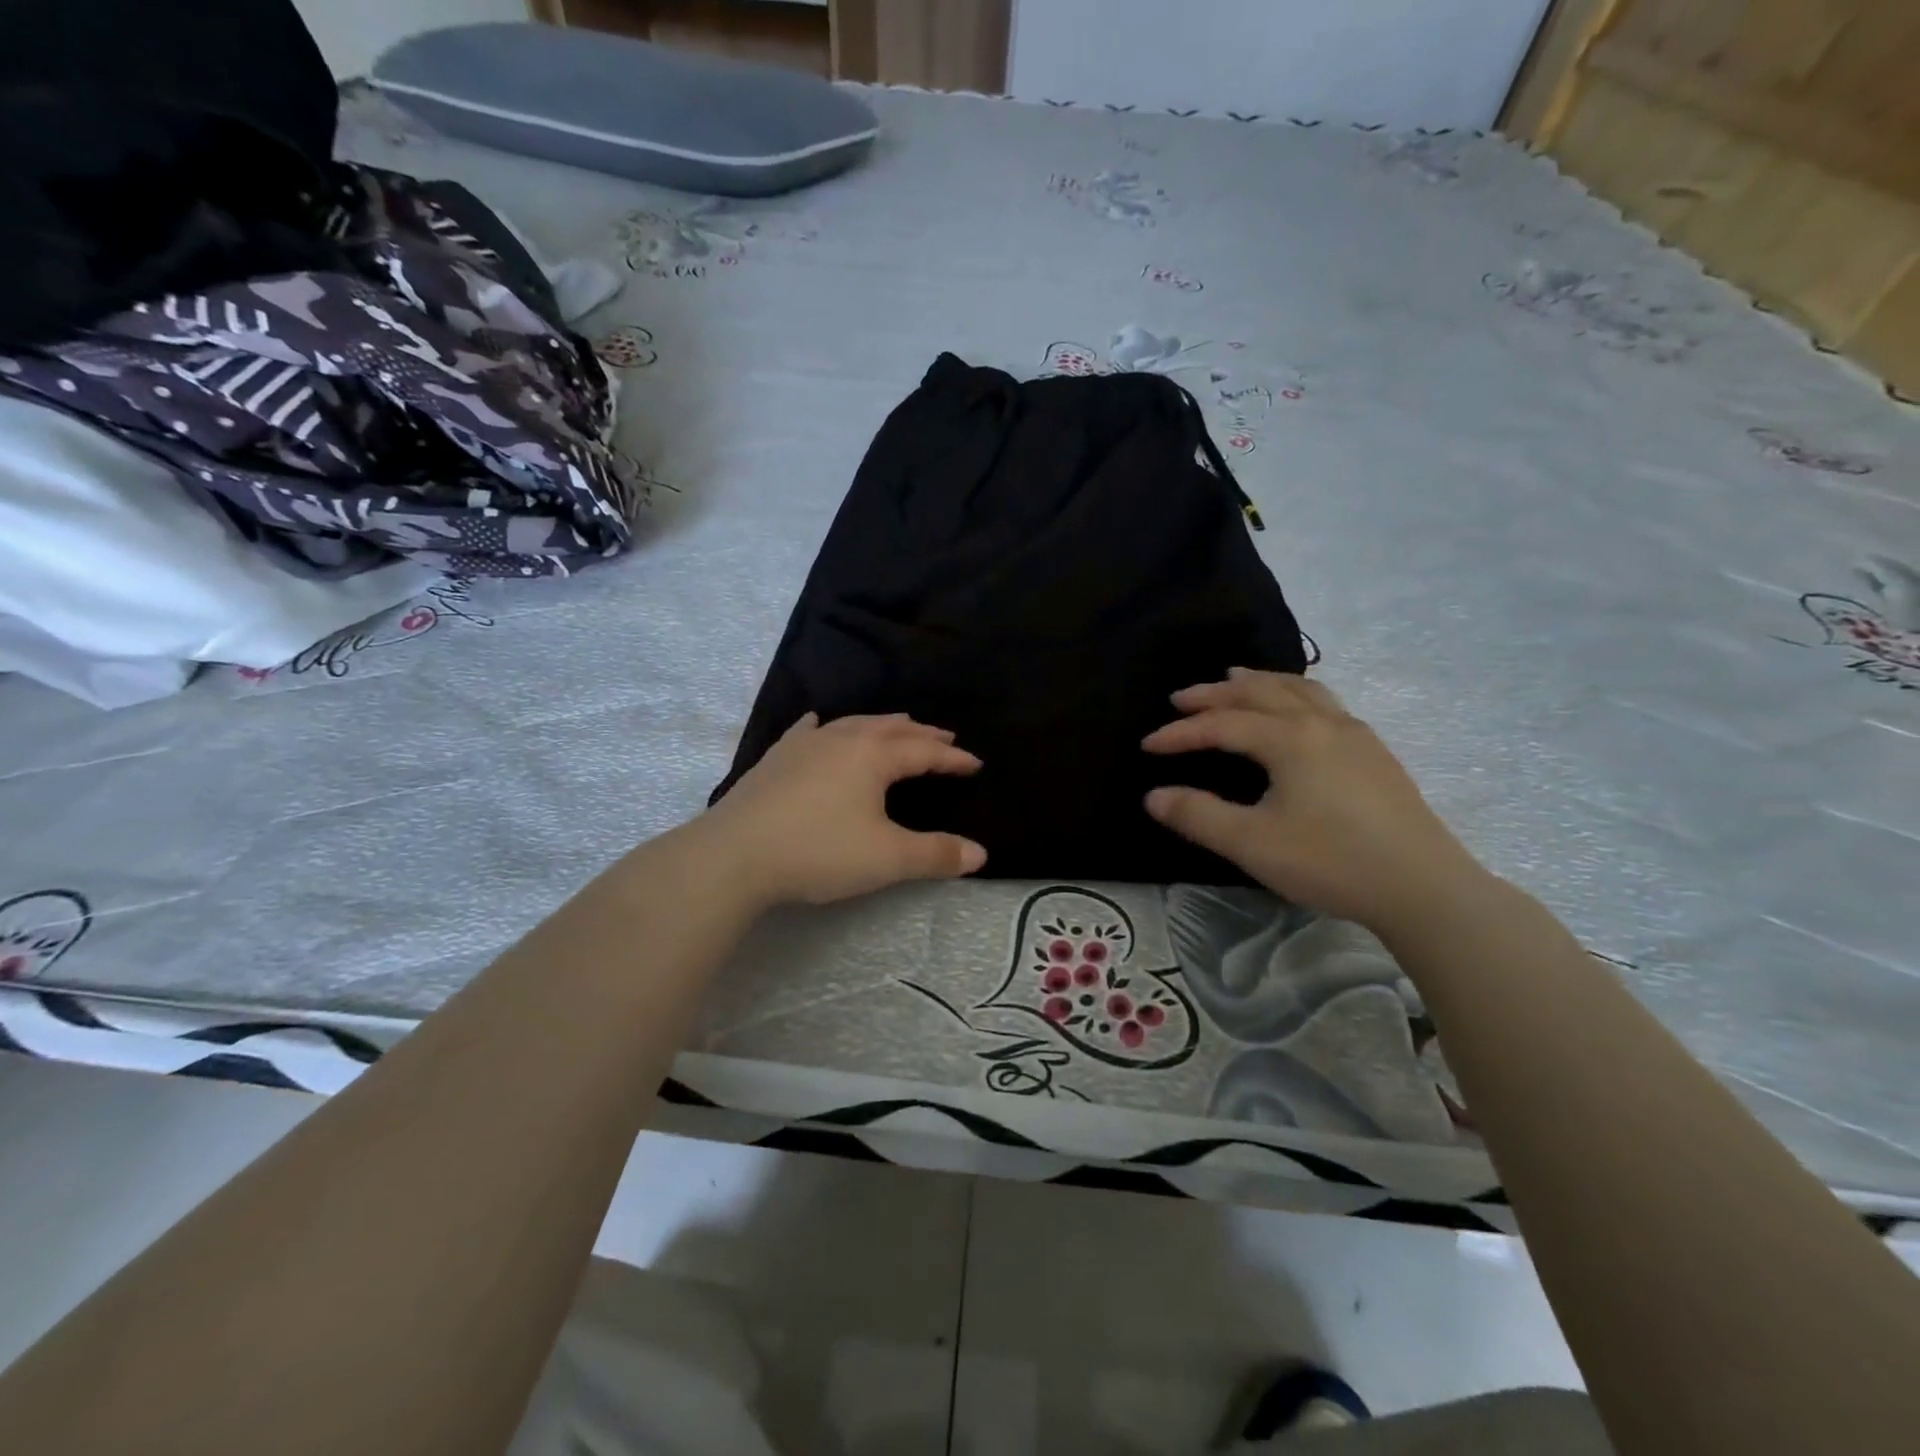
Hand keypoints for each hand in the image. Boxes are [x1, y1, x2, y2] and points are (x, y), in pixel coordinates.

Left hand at [703, 713, 986, 907]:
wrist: (734, 855)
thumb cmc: (819, 851)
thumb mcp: (887, 859)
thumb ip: (936, 855)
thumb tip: (980, 854)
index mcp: (873, 756)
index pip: (924, 751)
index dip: (952, 758)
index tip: (975, 763)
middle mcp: (842, 739)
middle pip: (891, 729)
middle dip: (922, 734)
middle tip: (944, 737)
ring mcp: (804, 745)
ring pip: (852, 724)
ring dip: (881, 725)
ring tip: (897, 726)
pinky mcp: (776, 758)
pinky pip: (807, 732)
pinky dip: (824, 727)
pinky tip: (819, 723)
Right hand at [1142, 669, 1486, 931]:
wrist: (1423, 886)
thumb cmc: (1330, 861)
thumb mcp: (1252, 843)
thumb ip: (1198, 815)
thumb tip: (1153, 796)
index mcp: (1290, 739)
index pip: (1222, 724)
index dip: (1181, 733)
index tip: (1148, 745)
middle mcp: (1321, 723)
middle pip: (1260, 692)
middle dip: (1215, 694)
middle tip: (1181, 698)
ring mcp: (1354, 734)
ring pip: (1299, 689)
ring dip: (1259, 682)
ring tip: (1234, 678)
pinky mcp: (1374, 752)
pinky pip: (1323, 702)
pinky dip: (1293, 693)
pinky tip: (1294, 711)